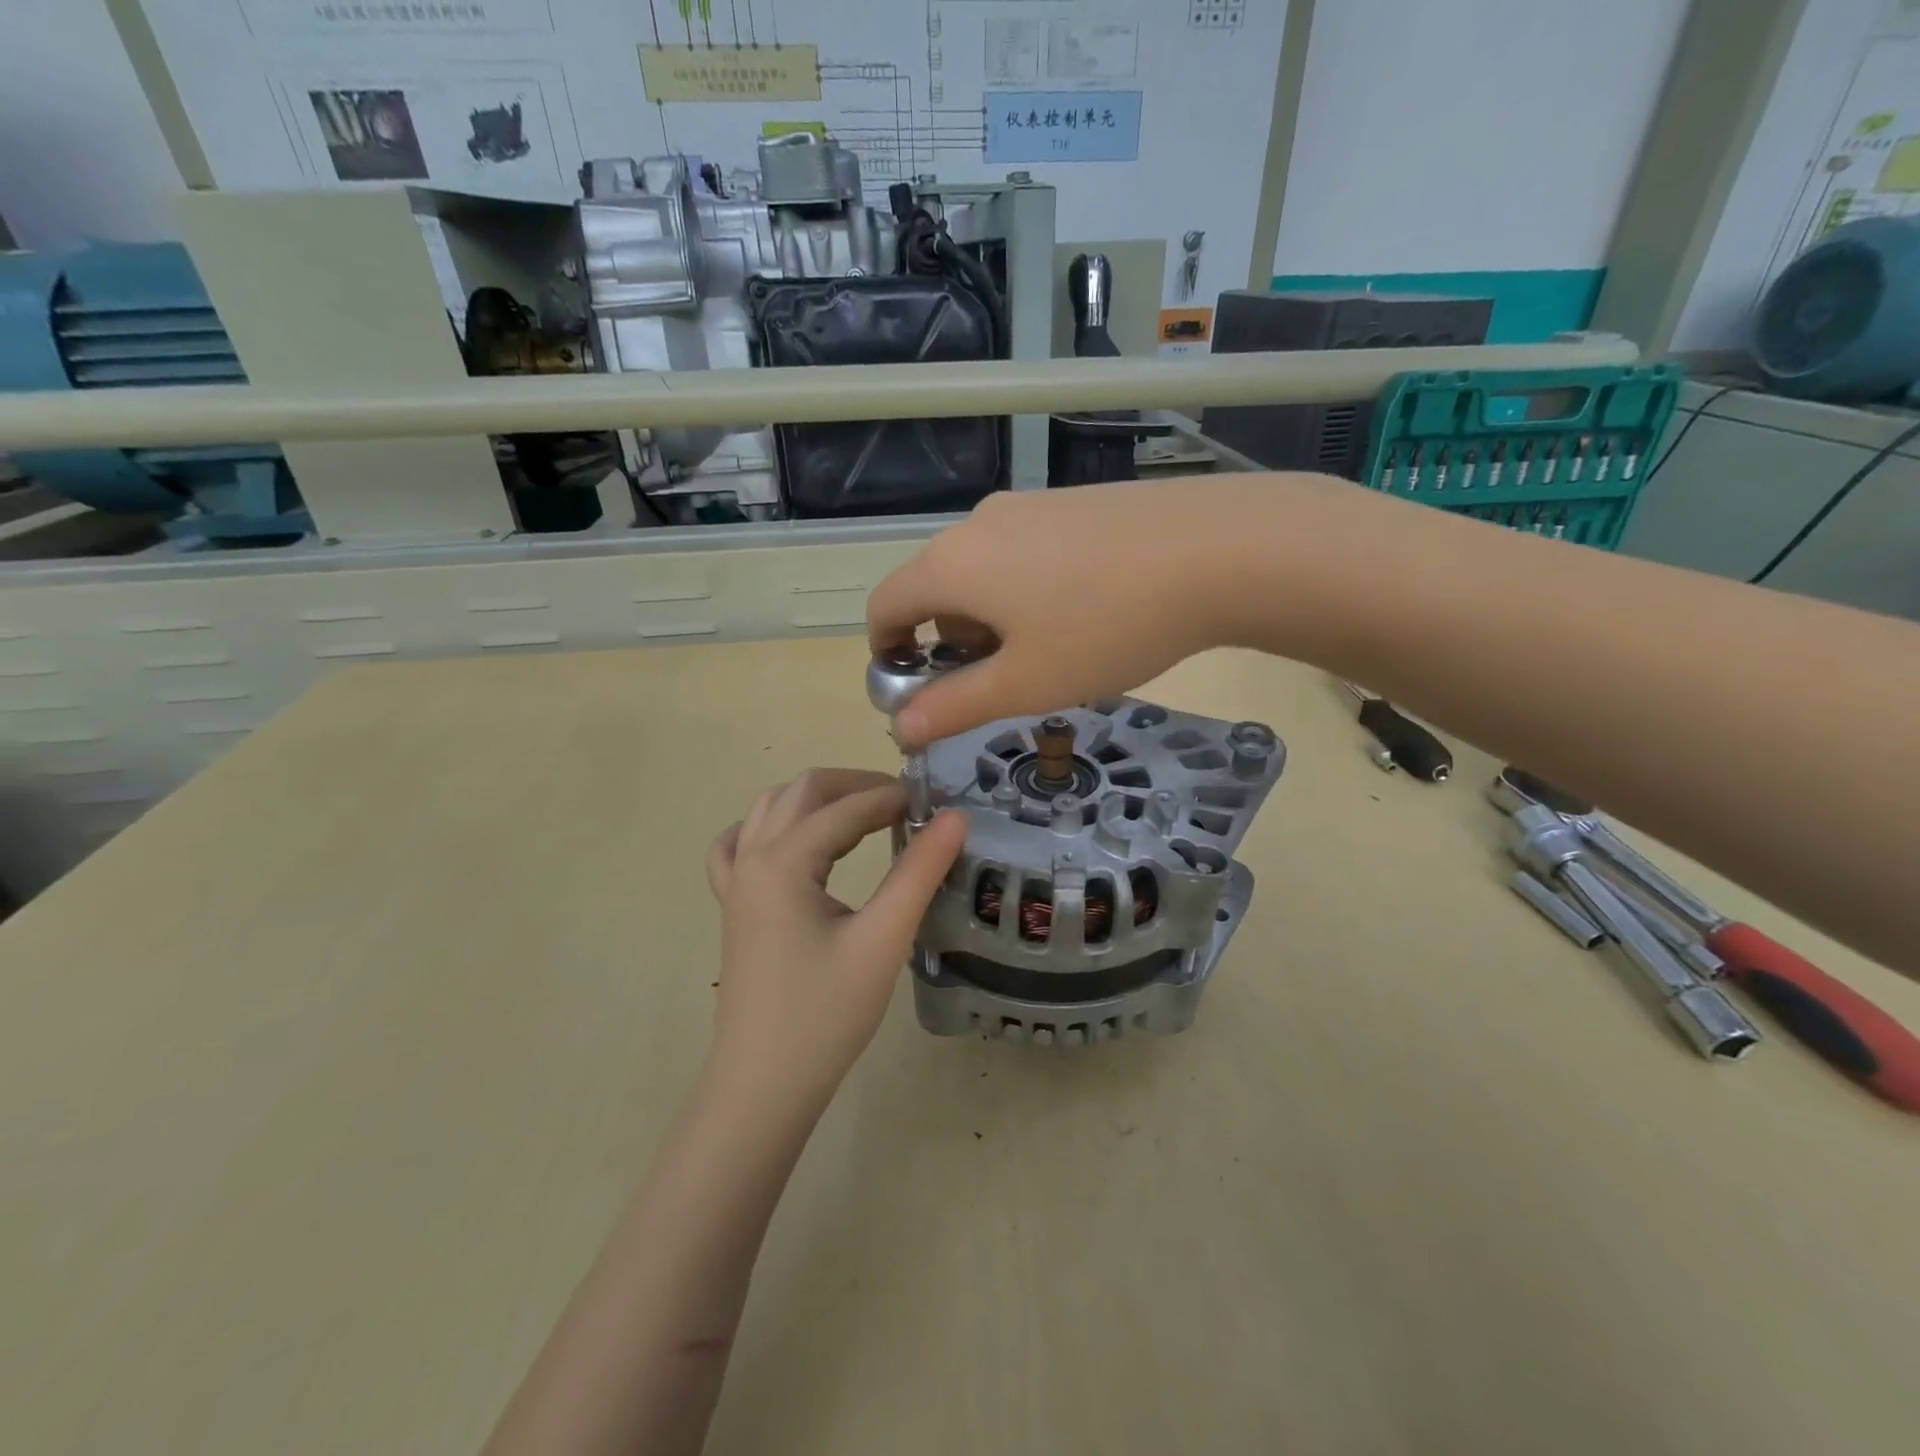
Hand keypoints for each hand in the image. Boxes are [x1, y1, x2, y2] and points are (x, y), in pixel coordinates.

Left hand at [704, 769, 966, 1110]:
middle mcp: (752, 858)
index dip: (894, 798)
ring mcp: (735, 882)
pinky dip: (767, 828)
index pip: (847, 808)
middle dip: (856, 786)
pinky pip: (737, 846)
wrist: (763, 1085)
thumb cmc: (826, 1014)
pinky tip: (790, 842)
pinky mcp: (733, 907)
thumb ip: (919, 872)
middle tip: (905, 804)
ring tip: (864, 815)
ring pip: (770, 809)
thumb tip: (956, 817)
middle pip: (803, 791)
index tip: (937, 803)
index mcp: (783, 861)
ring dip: (817, 800)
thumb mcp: (883, 940)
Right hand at [866, 476, 1317, 746]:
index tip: (916, 692)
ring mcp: (1026, 506)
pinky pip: (1021, 552)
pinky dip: (1023, 591)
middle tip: (998, 683)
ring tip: (1046, 653)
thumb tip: (901, 728)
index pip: (884, 606)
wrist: (1216, 549)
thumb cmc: (1105, 626)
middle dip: (946, 643)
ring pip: (980, 572)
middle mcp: (976, 524)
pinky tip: (1080, 613)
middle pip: (933, 589)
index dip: (886, 654)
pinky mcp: (1069, 503)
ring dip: (988, 619)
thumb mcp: (1025, 683)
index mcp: (951, 564)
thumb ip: (955, 706)